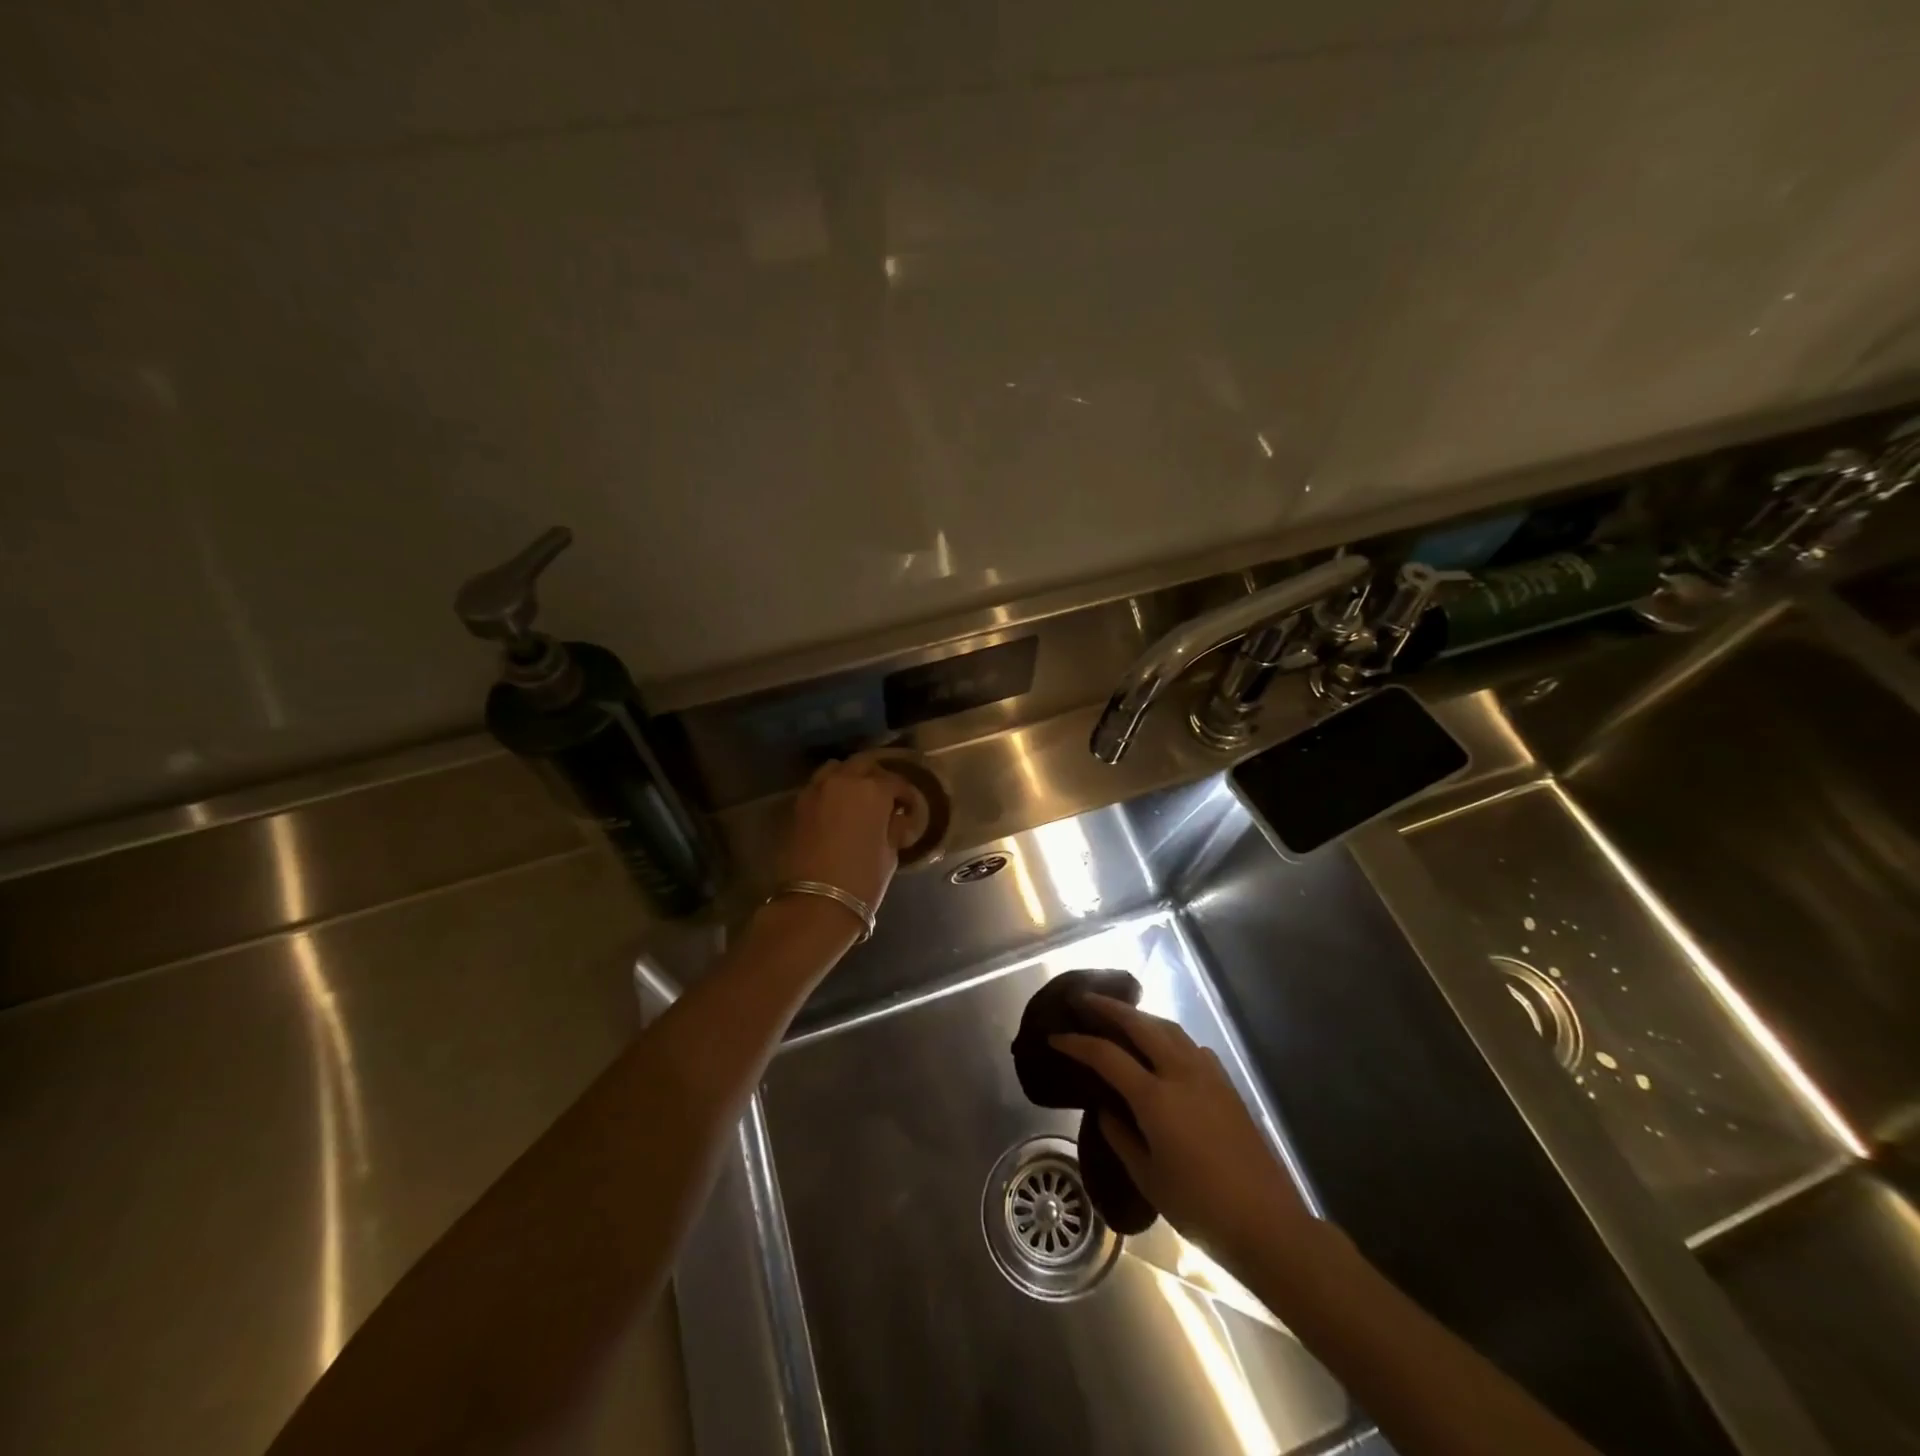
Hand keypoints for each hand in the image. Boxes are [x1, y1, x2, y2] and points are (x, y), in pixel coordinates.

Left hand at [778, 758, 916, 912]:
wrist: (815, 903)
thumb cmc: (863, 879)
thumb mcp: (890, 854)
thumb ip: (894, 828)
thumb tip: (898, 819)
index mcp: (873, 790)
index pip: (896, 782)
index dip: (906, 795)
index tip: (910, 809)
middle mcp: (844, 781)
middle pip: (864, 764)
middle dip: (878, 776)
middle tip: (886, 796)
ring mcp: (817, 790)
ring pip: (836, 769)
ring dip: (850, 777)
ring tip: (859, 798)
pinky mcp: (798, 805)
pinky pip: (818, 786)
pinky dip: (830, 790)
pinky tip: (838, 809)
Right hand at [1052, 996, 1320, 1268]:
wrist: (1267, 1223)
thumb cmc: (1199, 1206)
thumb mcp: (1147, 1176)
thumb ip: (1121, 1136)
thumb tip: (1107, 1108)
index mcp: (1155, 1097)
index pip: (1106, 1055)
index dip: (1077, 1043)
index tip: (1055, 1037)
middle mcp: (1181, 1073)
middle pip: (1140, 1024)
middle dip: (1109, 1008)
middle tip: (1084, 999)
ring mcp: (1208, 1074)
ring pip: (1169, 1028)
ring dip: (1141, 1017)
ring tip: (1120, 1016)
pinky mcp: (1227, 1084)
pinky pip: (1190, 1045)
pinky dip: (1168, 1036)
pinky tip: (1163, 1049)